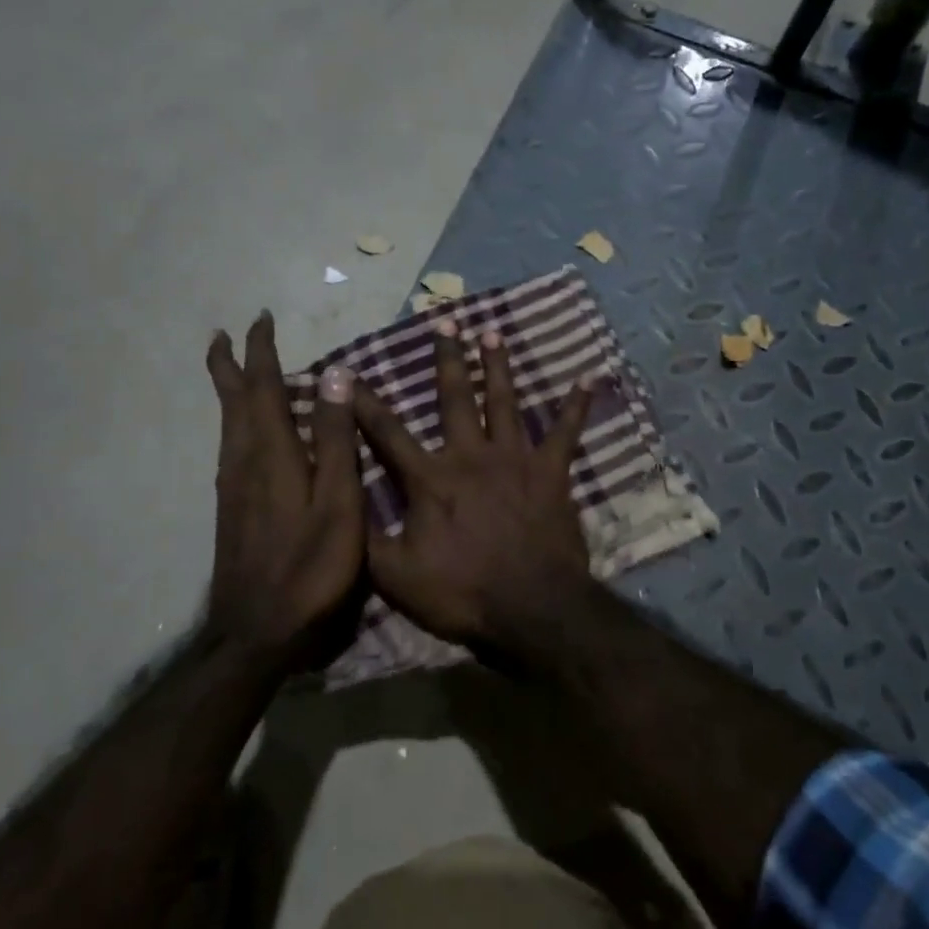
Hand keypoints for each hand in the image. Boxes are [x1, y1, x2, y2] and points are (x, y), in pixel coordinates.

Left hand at [205, 312, 363, 672]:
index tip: (259, 320)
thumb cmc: (310, 569)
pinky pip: (231, 449)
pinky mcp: (232, 511)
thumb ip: (334, 440)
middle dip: (230, 366)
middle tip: (224, 335)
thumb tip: (333, 374)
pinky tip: (245, 434)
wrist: (257, 631)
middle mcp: (243, 463)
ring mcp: (233, 489)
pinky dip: (236, 424)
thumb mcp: (337, 504)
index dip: (260, 353)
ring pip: (228, 426)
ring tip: (232, 372)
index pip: (262, 389)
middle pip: (233, 403)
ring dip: (230, 393)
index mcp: (271, 455)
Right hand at [352, 318, 593, 659]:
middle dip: (447, 359)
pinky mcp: (551, 472)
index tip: (348, 371)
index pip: (388, 433)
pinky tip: (588, 378)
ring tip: (493, 334)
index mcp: (431, 479)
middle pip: (455, 398)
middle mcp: (471, 456)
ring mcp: (515, 459)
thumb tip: (341, 503)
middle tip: (445, 320)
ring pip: (504, 402)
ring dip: (498, 367)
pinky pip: (566, 432)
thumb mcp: (396, 577)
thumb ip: (366, 538)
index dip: (364, 403)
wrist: (532, 607)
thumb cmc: (463, 592)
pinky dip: (576, 406)